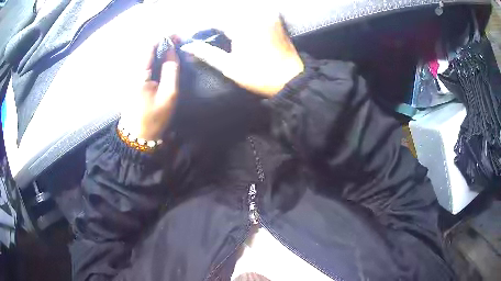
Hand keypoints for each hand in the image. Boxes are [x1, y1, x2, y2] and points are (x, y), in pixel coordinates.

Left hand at [119, 37, 178, 140]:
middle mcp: (130, 71)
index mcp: (138, 74)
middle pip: (145, 48)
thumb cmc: (154, 117)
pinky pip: (141, 62)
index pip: (149, 46)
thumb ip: (171, 69)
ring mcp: (127, 76)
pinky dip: (152, 57)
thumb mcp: (169, 94)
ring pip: (143, 54)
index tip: (178, 37)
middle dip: (161, 42)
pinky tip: (161, 61)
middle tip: (177, 43)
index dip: (164, 38)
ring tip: (171, 50)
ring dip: (157, 49)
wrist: (137, 136)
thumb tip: (172, 50)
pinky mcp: (129, 80)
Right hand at [181, 11, 303, 96]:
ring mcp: (268, 15)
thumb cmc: (260, 76)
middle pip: (227, 14)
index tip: (195, 38)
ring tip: (224, 36)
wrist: (292, 80)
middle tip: (209, 38)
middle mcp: (256, 15)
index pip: (215, 20)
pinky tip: (240, 33)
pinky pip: (253, 14)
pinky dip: (242, 20)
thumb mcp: (230, 67)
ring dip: (228, 21)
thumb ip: (207, 53)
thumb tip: (188, 47)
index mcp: (244, 26)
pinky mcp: (275, 18)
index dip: (202, 29)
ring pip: (239, 12)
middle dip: (215, 24)